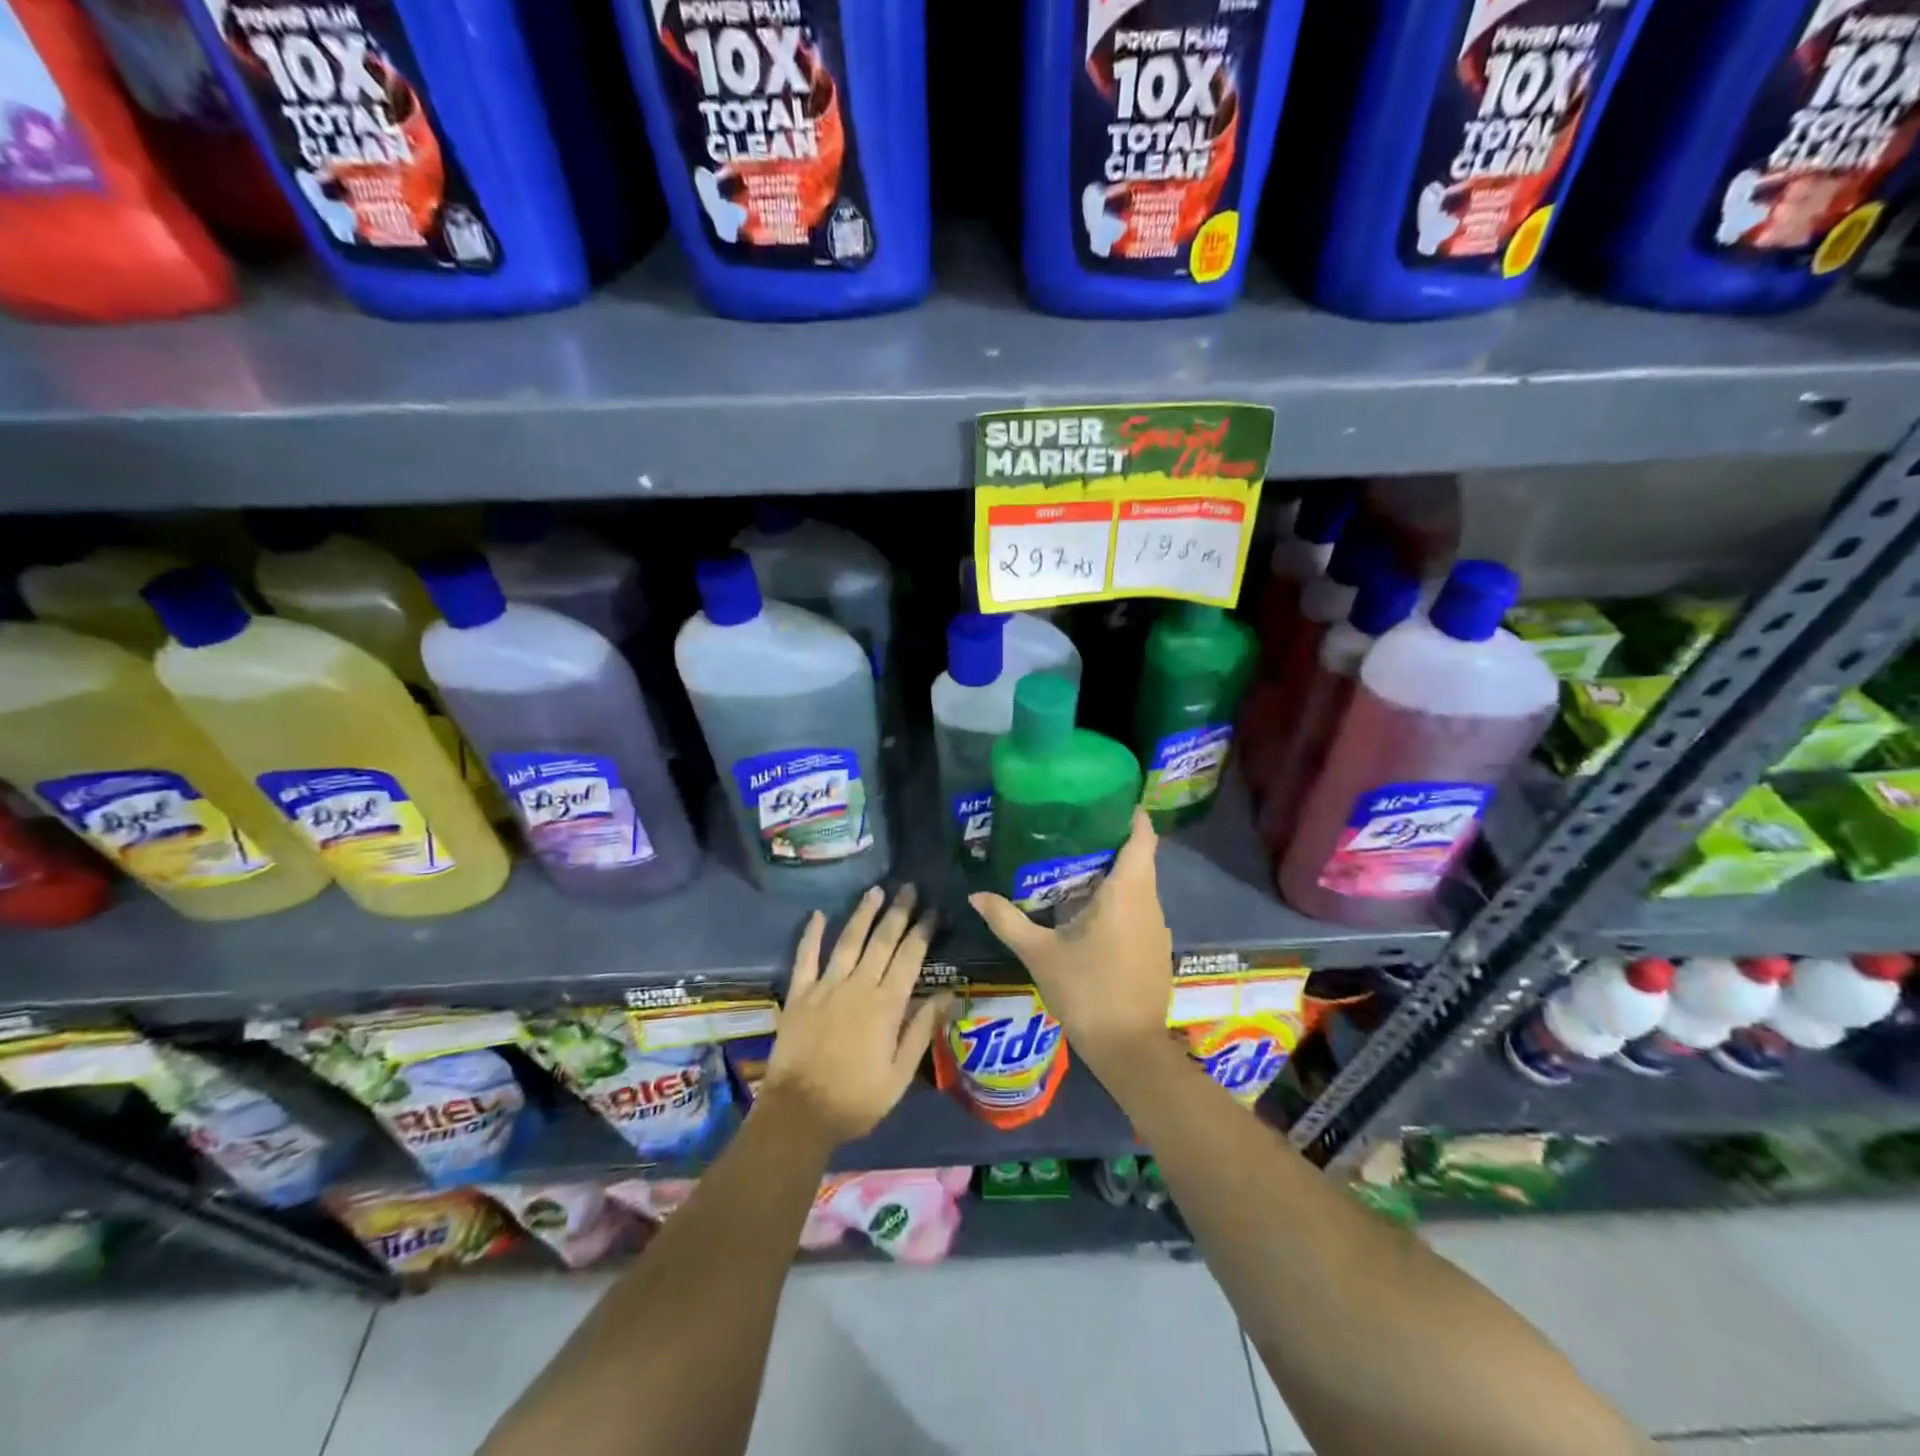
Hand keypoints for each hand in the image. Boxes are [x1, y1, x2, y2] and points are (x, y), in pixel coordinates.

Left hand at [761, 884, 952, 1147]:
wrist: (798, 1115)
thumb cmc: (856, 1100)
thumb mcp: (900, 1075)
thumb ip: (921, 1030)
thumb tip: (949, 995)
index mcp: (886, 1005)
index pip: (910, 958)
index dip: (922, 931)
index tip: (933, 910)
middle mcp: (858, 986)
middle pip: (882, 941)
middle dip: (898, 912)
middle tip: (909, 888)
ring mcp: (825, 987)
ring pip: (848, 941)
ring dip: (863, 914)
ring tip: (875, 891)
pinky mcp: (799, 995)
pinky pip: (805, 958)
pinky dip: (811, 934)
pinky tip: (818, 914)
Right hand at [969, 809, 1172, 1066]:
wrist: (1129, 1048)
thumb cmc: (1086, 991)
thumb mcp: (1039, 953)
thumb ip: (1007, 920)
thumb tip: (975, 895)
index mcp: (1127, 892)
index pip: (1142, 837)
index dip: (1130, 814)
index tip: (1105, 799)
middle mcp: (1150, 901)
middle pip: (1140, 857)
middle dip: (1111, 840)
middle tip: (1073, 829)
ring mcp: (1158, 926)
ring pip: (1141, 884)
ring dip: (1116, 871)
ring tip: (1076, 863)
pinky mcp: (1157, 947)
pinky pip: (1141, 908)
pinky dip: (1121, 898)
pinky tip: (1092, 908)